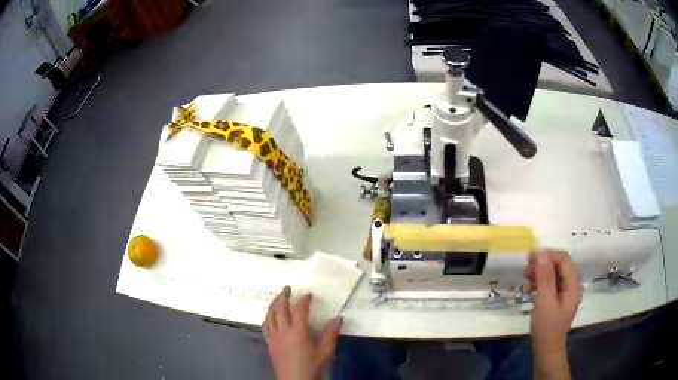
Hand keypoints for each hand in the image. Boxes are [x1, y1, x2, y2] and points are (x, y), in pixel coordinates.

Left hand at [263, 286, 342, 379]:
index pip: (299, 310)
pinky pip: (265, 327)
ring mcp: (274, 337)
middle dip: (283, 296)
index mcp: (298, 332)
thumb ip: (330, 333)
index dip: (304, 300)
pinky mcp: (269, 344)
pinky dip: (267, 317)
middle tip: (288, 288)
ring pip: (269, 316)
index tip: (309, 294)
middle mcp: (283, 331)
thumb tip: (338, 318)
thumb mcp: (326, 351)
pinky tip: (270, 317)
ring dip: (273, 304)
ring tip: (278, 298)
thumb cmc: (312, 366)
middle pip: (279, 309)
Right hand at [524, 250, 580, 352]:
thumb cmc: (547, 327)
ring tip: (526, 283)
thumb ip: (544, 277)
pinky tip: (530, 291)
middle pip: (559, 265)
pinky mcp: (559, 299)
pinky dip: (540, 284)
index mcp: (572, 284)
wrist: (547, 349)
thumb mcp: (544, 301)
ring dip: (540, 275)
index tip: (530, 259)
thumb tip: (541, 253)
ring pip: (554, 274)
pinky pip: (551, 285)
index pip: (563, 259)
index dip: (548, 255)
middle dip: (542, 265)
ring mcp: (566, 293)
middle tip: (525, 272)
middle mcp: (572, 285)